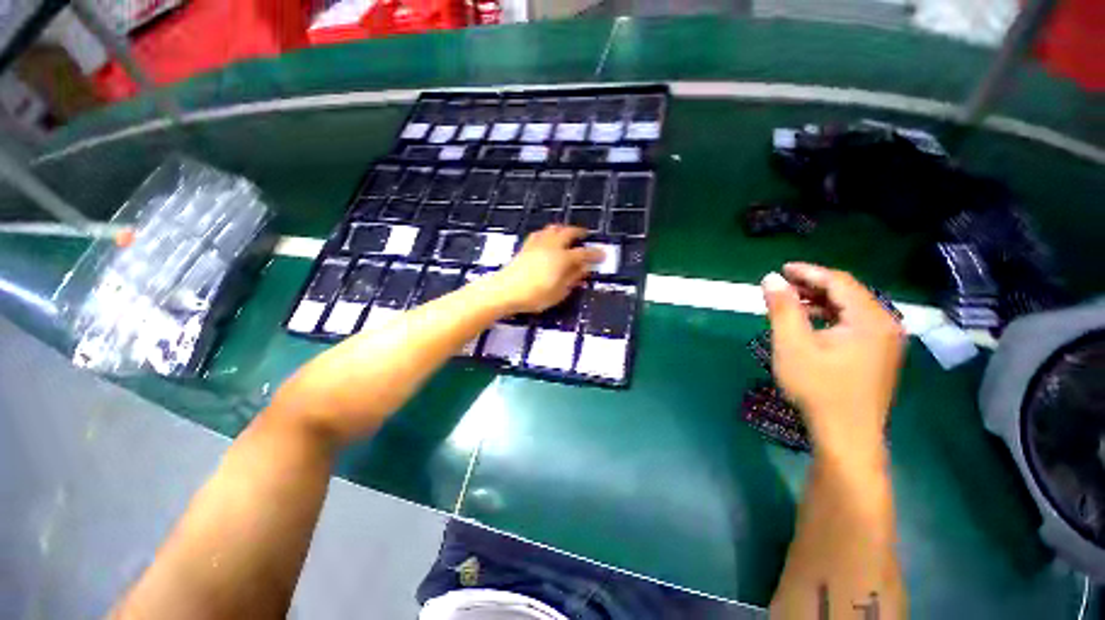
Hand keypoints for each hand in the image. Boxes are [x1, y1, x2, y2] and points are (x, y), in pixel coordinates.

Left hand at [487, 225, 603, 313]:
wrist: (504, 291)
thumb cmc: (534, 296)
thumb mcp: (558, 293)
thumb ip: (572, 279)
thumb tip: (584, 269)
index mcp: (562, 258)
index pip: (583, 253)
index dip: (595, 253)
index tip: (603, 254)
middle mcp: (552, 246)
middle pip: (568, 233)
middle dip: (579, 232)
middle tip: (586, 235)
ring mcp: (537, 244)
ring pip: (553, 229)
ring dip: (563, 229)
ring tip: (568, 233)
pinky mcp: (526, 246)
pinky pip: (539, 233)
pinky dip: (548, 232)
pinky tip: (547, 237)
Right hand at [762, 263, 905, 454]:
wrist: (847, 436)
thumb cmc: (818, 388)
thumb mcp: (793, 345)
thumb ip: (782, 309)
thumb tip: (771, 279)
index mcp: (870, 319)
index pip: (839, 282)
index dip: (808, 272)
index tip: (781, 269)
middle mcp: (886, 325)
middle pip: (848, 293)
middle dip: (813, 286)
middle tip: (782, 286)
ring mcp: (886, 343)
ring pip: (851, 310)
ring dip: (820, 303)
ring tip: (791, 304)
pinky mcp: (880, 356)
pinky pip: (855, 325)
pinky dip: (830, 319)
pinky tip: (810, 326)